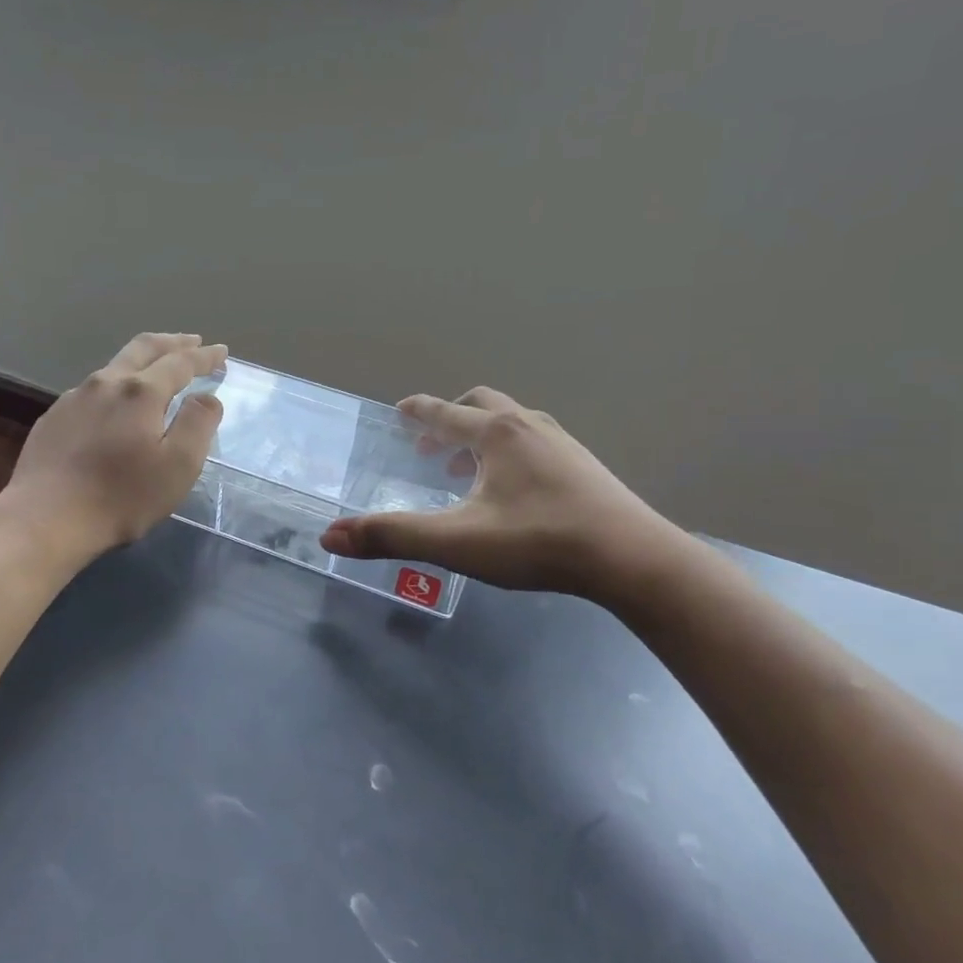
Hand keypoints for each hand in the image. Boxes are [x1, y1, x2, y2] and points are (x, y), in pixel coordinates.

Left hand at [0, 333, 225, 567]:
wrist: (46, 518)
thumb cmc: (122, 496)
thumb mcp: (178, 466)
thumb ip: (198, 425)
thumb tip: (207, 397)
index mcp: (141, 392)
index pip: (180, 363)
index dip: (204, 357)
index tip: (221, 352)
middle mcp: (106, 383)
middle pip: (143, 348)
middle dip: (172, 343)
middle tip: (192, 341)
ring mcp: (74, 398)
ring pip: (114, 366)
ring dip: (142, 360)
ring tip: (156, 368)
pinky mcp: (54, 417)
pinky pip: (92, 390)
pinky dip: (115, 385)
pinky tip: (115, 403)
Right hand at [320, 387, 686, 605]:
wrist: (632, 559)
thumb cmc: (538, 542)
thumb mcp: (456, 542)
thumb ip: (391, 537)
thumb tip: (330, 536)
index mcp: (496, 434)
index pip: (445, 412)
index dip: (418, 411)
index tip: (401, 409)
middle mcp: (529, 426)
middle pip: (483, 403)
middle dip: (452, 417)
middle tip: (432, 444)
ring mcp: (564, 444)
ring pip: (513, 422)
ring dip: (483, 436)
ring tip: (467, 469)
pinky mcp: (586, 467)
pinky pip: (537, 443)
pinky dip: (512, 452)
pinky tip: (514, 490)